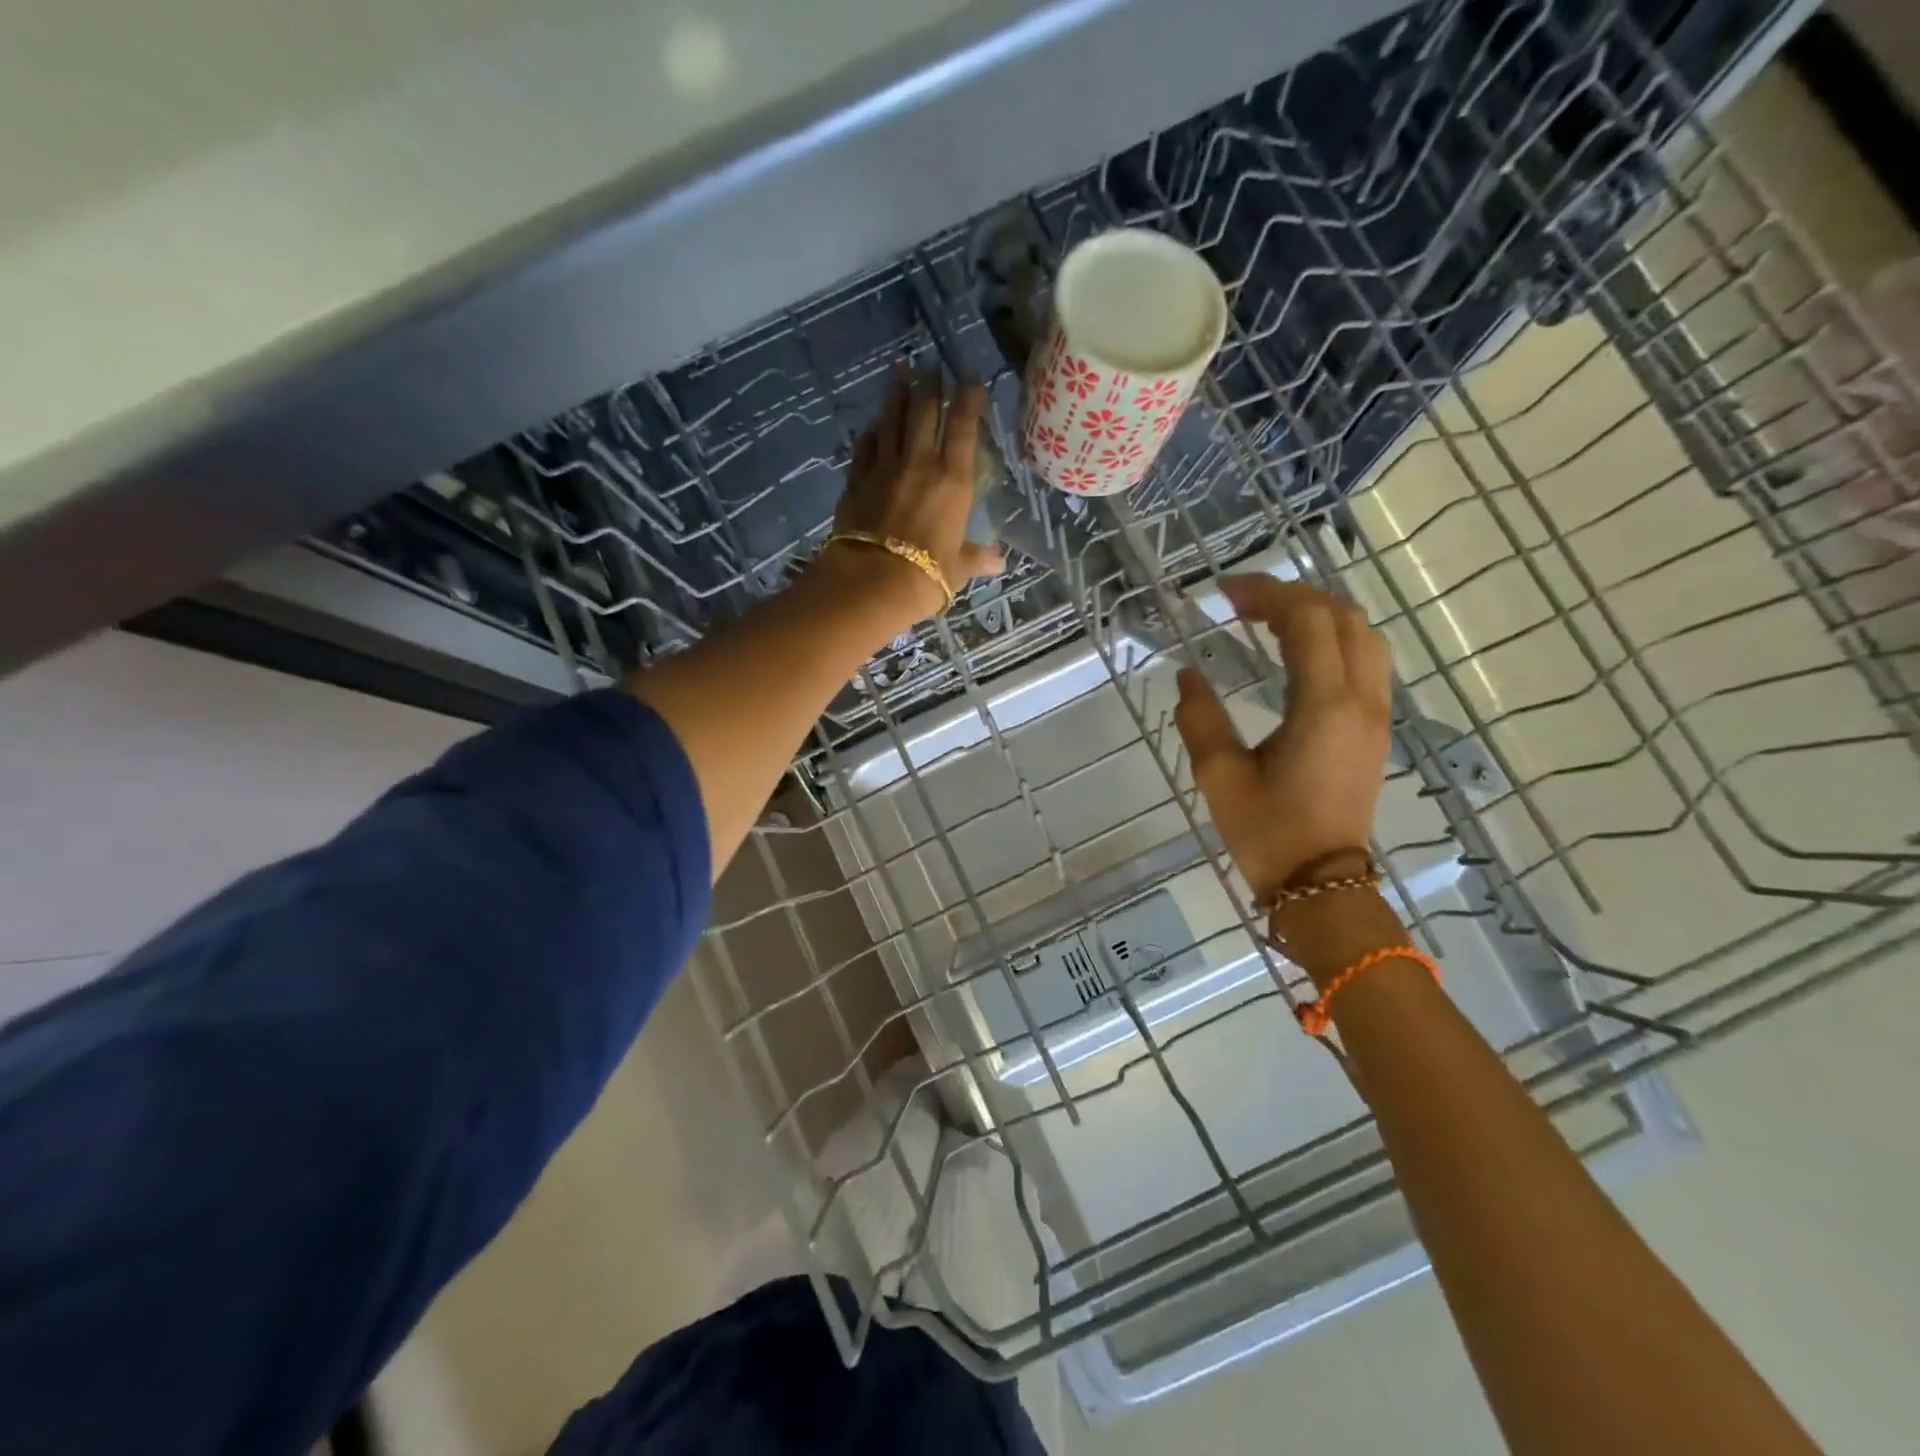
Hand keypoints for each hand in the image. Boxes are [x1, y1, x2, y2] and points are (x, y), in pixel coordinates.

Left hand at [815, 370, 1003, 621]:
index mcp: (953, 480)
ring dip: (895, 395)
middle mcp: (918, 463)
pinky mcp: (856, 481)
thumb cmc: (926, 575)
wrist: (872, 582)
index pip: (962, 427)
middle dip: (929, 385)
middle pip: (923, 412)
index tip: (970, 377)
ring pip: (891, 421)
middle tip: (931, 366)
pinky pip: (864, 448)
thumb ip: (977, 557)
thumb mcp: (959, 568)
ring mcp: (883, 469)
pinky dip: (871, 433)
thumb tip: (999, 561)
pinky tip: (872, 426)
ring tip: (899, 371)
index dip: (968, 398)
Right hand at [1173, 577, 1393, 901]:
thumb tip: (1188, 676)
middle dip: (1293, 596)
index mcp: (1324, 707)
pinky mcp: (1376, 728)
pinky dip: (1333, 639)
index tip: (1223, 594)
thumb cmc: (1267, 832)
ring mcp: (1376, 714)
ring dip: (1318, 614)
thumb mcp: (1219, 776)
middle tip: (1242, 604)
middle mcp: (1361, 701)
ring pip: (1363, 635)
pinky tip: (1297, 653)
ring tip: (1269, 620)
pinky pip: (1366, 660)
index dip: (1267, 594)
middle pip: (1343, 616)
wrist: (1322, 884)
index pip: (1307, 621)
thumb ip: (1200, 718)